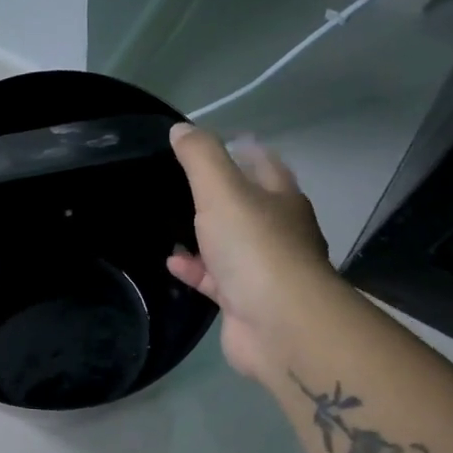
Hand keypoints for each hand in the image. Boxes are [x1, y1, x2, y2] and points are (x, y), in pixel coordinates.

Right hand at [166, 124, 339, 385]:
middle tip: (183, 182)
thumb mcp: (221, 190)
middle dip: (220, 194)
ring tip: (170, 221)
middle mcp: (278, 232)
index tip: (215, 142)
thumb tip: (181, 129)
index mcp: (281, 200)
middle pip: (248, 205)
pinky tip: (171, 261)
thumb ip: (200, 158)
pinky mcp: (245, 300)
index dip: (242, 150)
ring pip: (230, 244)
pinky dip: (194, 268)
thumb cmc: (254, 246)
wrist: (279, 323)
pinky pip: (214, 278)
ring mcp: (263, 269)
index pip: (264, 164)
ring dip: (204, 234)